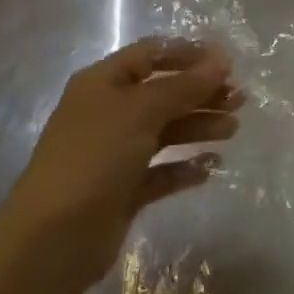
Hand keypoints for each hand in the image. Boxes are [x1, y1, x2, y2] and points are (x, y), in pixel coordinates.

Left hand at [3, 38, 241, 284]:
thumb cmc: (95, 157)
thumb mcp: (141, 111)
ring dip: (198, 127)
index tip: (227, 62)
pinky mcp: (122, 191)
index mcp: (103, 83)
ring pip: (165, 131)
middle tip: (240, 99)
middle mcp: (107, 113)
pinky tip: (211, 167)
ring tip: (232, 130)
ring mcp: (114, 153)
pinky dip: (185, 166)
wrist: (53, 239)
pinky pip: (160, 171)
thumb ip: (185, 85)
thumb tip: (222, 58)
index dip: (188, 54)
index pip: (150, 55)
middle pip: (162, 93)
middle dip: (201, 93)